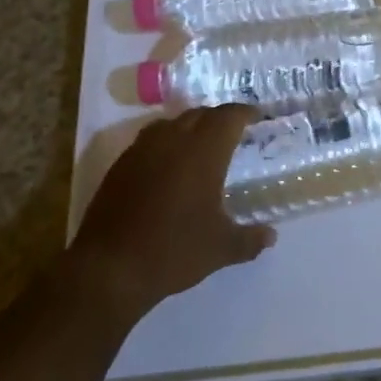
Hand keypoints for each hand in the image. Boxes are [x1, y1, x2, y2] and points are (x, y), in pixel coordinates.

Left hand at [70, 105, 275, 323]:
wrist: (110, 267)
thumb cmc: (173, 250)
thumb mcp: (221, 248)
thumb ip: (250, 239)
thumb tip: (271, 235)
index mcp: (203, 151)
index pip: (228, 117)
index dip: (245, 113)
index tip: (257, 117)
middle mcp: (173, 140)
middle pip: (200, 114)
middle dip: (219, 118)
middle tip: (233, 132)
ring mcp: (143, 149)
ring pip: (173, 123)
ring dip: (191, 127)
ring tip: (202, 145)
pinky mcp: (121, 164)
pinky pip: (150, 139)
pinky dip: (167, 143)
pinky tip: (170, 166)